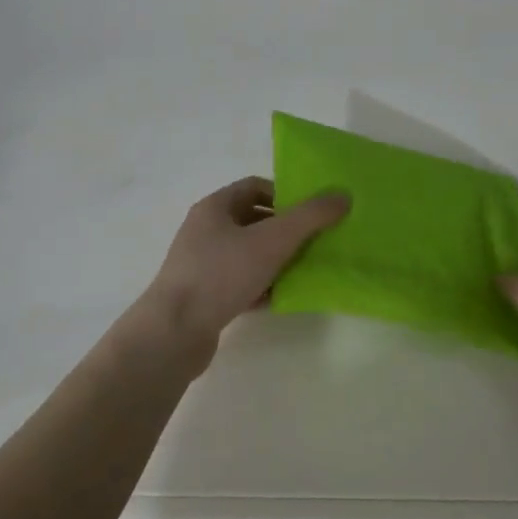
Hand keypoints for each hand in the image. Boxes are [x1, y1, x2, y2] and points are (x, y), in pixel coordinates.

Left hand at [143, 177, 347, 350]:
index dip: (286, 194)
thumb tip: (343, 195)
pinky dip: (262, 287)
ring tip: (305, 271)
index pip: (255, 186)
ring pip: (249, 254)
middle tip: (316, 242)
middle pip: (254, 220)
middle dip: (286, 230)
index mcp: (215, 208)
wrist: (174, 332)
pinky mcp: (205, 296)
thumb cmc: (221, 274)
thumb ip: (310, 216)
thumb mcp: (272, 240)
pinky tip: (282, 299)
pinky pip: (241, 283)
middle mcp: (205, 231)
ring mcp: (202, 265)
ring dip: (277, 260)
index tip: (312, 212)